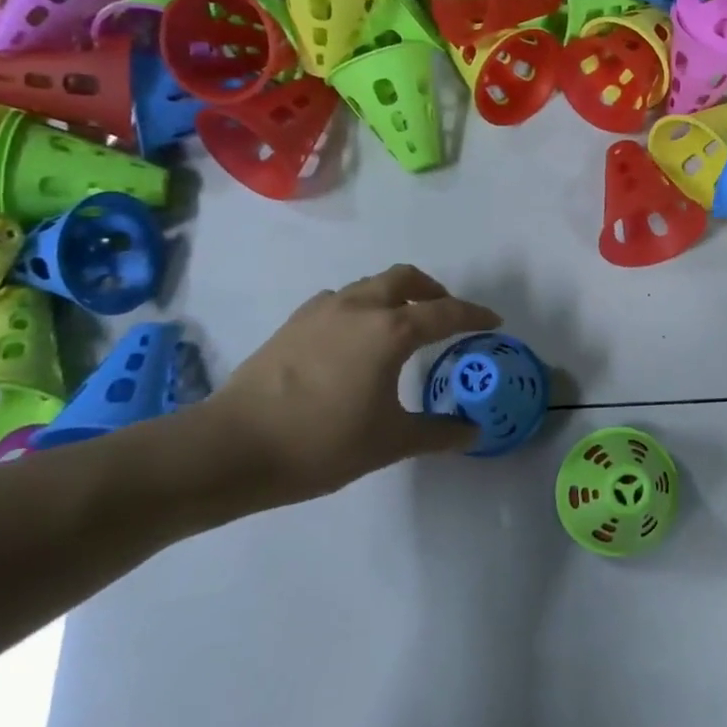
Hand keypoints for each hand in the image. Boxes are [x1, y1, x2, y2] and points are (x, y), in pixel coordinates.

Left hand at [202, 264, 501, 504]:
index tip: (494, 322)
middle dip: (433, 291)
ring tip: (403, 326)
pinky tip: (356, 340)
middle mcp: (359, 307)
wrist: (232, 447)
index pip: (445, 313)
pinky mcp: (293, 323)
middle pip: (405, 279)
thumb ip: (438, 432)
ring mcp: (321, 311)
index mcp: (390, 330)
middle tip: (446, 315)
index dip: (475, 315)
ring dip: (395, 295)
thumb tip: (473, 432)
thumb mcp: (390, 442)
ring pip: (370, 285)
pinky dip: (362, 307)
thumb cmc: (322, 443)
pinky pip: (341, 300)